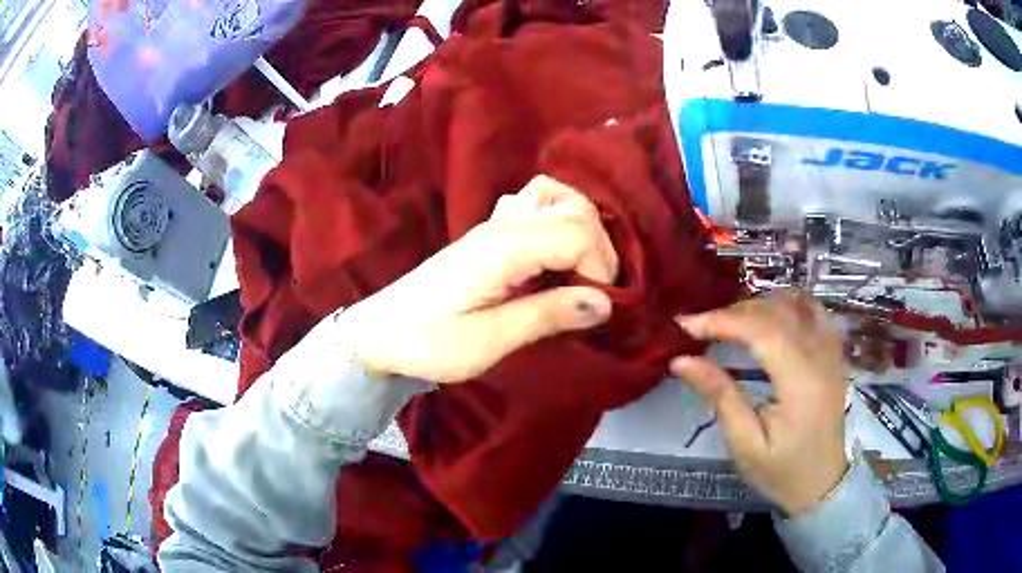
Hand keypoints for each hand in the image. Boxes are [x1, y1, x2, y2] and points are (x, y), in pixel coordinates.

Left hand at [341, 176, 618, 382]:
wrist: (381, 332)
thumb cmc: (429, 342)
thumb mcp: (489, 340)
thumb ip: (547, 316)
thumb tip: (606, 303)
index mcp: (504, 248)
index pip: (577, 231)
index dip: (600, 267)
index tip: (597, 306)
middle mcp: (503, 224)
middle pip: (575, 208)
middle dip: (600, 248)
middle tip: (594, 293)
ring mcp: (494, 224)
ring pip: (555, 195)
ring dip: (581, 225)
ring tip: (581, 266)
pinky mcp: (489, 233)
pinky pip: (532, 203)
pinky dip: (556, 217)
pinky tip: (553, 251)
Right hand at [671, 292, 848, 516]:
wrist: (823, 484)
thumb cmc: (782, 471)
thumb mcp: (745, 444)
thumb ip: (720, 397)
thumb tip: (682, 360)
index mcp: (801, 382)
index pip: (762, 331)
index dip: (722, 320)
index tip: (685, 325)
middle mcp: (821, 356)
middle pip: (777, 311)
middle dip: (735, 312)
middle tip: (702, 327)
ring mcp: (832, 351)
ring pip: (796, 303)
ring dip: (760, 305)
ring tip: (731, 323)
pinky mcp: (835, 352)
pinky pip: (813, 310)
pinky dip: (787, 305)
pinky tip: (770, 317)